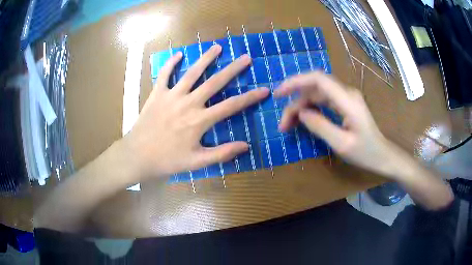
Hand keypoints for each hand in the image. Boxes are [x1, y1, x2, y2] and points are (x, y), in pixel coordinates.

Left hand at [122, 45, 268, 178]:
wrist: (137, 155)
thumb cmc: (167, 160)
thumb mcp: (196, 162)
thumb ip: (221, 153)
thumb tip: (245, 146)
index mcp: (200, 120)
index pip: (231, 106)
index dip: (250, 98)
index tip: (264, 90)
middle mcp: (188, 103)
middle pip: (215, 82)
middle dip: (233, 69)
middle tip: (246, 58)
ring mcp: (171, 96)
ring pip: (192, 73)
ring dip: (206, 59)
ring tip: (217, 47)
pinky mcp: (157, 93)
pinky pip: (165, 74)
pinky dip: (171, 63)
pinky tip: (179, 54)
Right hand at [274, 72, 395, 177]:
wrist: (383, 156)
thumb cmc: (366, 153)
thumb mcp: (342, 144)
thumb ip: (320, 126)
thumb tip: (301, 113)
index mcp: (347, 100)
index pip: (318, 79)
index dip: (296, 82)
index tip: (278, 94)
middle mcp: (346, 93)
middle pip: (314, 88)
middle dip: (295, 102)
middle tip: (283, 124)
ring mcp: (346, 98)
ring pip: (317, 94)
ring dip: (301, 107)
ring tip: (289, 125)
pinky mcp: (345, 104)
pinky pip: (323, 101)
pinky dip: (310, 109)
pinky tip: (303, 120)